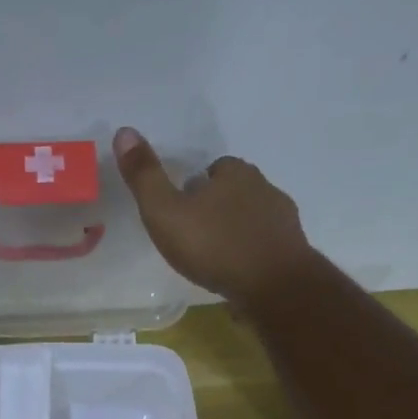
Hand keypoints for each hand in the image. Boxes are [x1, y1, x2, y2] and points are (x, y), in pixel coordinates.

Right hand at [112, 126, 313, 305]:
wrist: (274, 287)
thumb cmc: (215, 247)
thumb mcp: (166, 213)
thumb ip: (145, 177)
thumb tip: (124, 131)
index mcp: (234, 173)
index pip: (214, 169)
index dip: (196, 187)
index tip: (182, 209)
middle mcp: (264, 188)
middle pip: (235, 192)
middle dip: (217, 208)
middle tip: (195, 235)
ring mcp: (283, 220)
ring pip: (253, 219)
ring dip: (236, 232)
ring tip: (216, 258)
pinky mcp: (293, 250)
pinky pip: (267, 246)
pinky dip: (253, 255)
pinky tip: (239, 274)